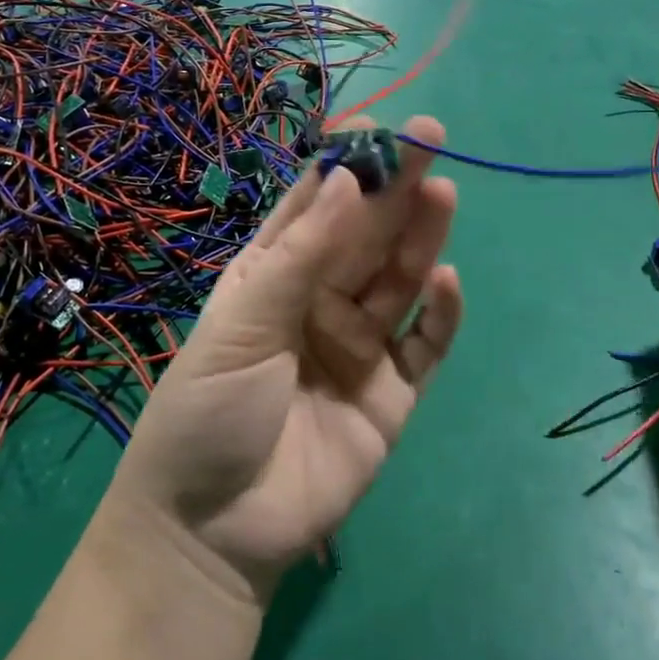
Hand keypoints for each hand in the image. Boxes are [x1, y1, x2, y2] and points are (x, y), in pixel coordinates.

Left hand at [107, 117, 462, 606]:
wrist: (213, 530)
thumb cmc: (209, 412)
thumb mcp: (244, 323)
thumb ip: (301, 255)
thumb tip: (345, 180)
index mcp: (272, 278)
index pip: (314, 210)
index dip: (345, 169)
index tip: (377, 129)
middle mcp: (318, 303)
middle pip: (366, 237)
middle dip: (394, 190)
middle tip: (430, 140)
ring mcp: (358, 348)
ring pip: (398, 281)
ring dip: (421, 237)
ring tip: (442, 193)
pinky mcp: (390, 395)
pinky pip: (424, 346)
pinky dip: (441, 314)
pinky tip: (449, 279)